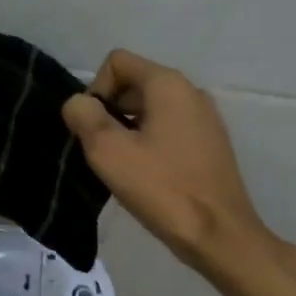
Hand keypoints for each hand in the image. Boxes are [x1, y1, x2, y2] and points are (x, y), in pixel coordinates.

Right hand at [62, 49, 293, 276]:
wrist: (217, 234)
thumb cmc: (161, 188)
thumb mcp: (108, 151)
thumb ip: (84, 117)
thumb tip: (78, 103)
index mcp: (168, 84)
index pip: (117, 62)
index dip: (95, 91)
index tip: (94, 130)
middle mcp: (190, 92)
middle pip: (133, 84)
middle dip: (109, 111)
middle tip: (103, 152)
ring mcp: (205, 119)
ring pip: (150, 110)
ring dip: (127, 131)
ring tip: (123, 168)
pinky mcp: (210, 144)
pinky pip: (168, 130)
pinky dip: (149, 144)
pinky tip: (146, 177)